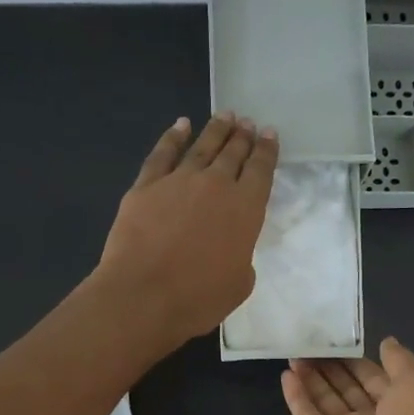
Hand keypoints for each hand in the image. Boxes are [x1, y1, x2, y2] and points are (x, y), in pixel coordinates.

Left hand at [92, 112, 277, 349]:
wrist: (144, 295)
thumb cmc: (199, 298)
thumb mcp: (239, 284)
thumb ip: (241, 256)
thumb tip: (231, 246)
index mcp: (246, 209)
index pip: (261, 170)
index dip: (266, 150)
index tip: (269, 134)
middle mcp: (216, 185)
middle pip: (233, 153)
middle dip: (242, 136)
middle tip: (247, 123)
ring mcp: (178, 181)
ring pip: (202, 146)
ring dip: (216, 130)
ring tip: (225, 116)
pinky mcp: (146, 186)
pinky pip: (162, 154)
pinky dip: (173, 137)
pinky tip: (180, 125)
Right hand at [281, 340, 413, 414]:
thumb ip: (401, 361)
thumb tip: (386, 343)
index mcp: (400, 404)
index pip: (374, 376)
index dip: (356, 357)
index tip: (336, 336)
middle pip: (347, 386)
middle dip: (330, 365)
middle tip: (308, 340)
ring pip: (325, 399)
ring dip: (311, 377)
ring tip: (293, 352)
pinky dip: (296, 397)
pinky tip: (285, 375)